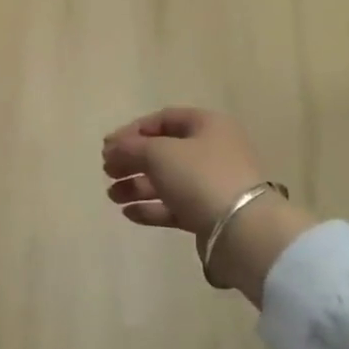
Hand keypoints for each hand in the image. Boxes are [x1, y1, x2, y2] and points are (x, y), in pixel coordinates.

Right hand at [101, 107, 269, 237]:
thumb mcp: (159, 153)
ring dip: (136, 186)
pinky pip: (174, 205)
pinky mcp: (208, 213)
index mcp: (207, 125)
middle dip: (132, 160)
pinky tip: (128, 213)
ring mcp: (212, 184)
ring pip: (167, 180)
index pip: (164, 119)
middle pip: (164, 151)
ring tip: (112, 196)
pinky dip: (151, 207)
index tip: (108, 147)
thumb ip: (130, 147)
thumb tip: (112, 148)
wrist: (241, 229)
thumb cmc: (200, 177)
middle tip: (107, 171)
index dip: (133, 130)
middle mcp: (212, 150)